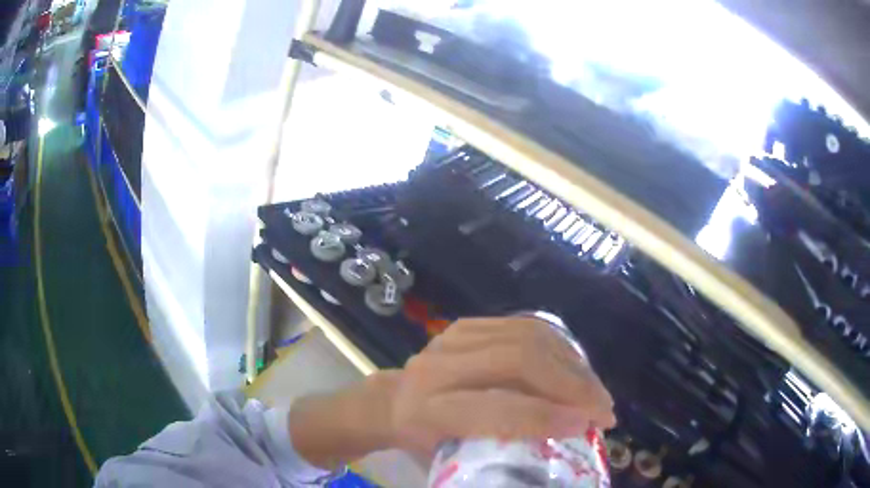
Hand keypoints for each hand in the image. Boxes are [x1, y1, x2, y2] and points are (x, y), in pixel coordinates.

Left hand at [289, 316, 614, 469]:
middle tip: (603, 409)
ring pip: (528, 338)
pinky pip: (525, 326)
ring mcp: (454, 338)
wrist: (392, 399)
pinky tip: (576, 367)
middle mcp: (439, 366)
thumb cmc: (422, 439)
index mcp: (426, 410)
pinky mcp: (468, 324)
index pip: (495, 409)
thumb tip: (563, 445)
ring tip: (596, 391)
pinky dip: (559, 347)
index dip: (546, 417)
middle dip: (572, 385)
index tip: (587, 427)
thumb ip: (498, 451)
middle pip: (518, 362)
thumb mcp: (449, 458)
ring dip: (573, 365)